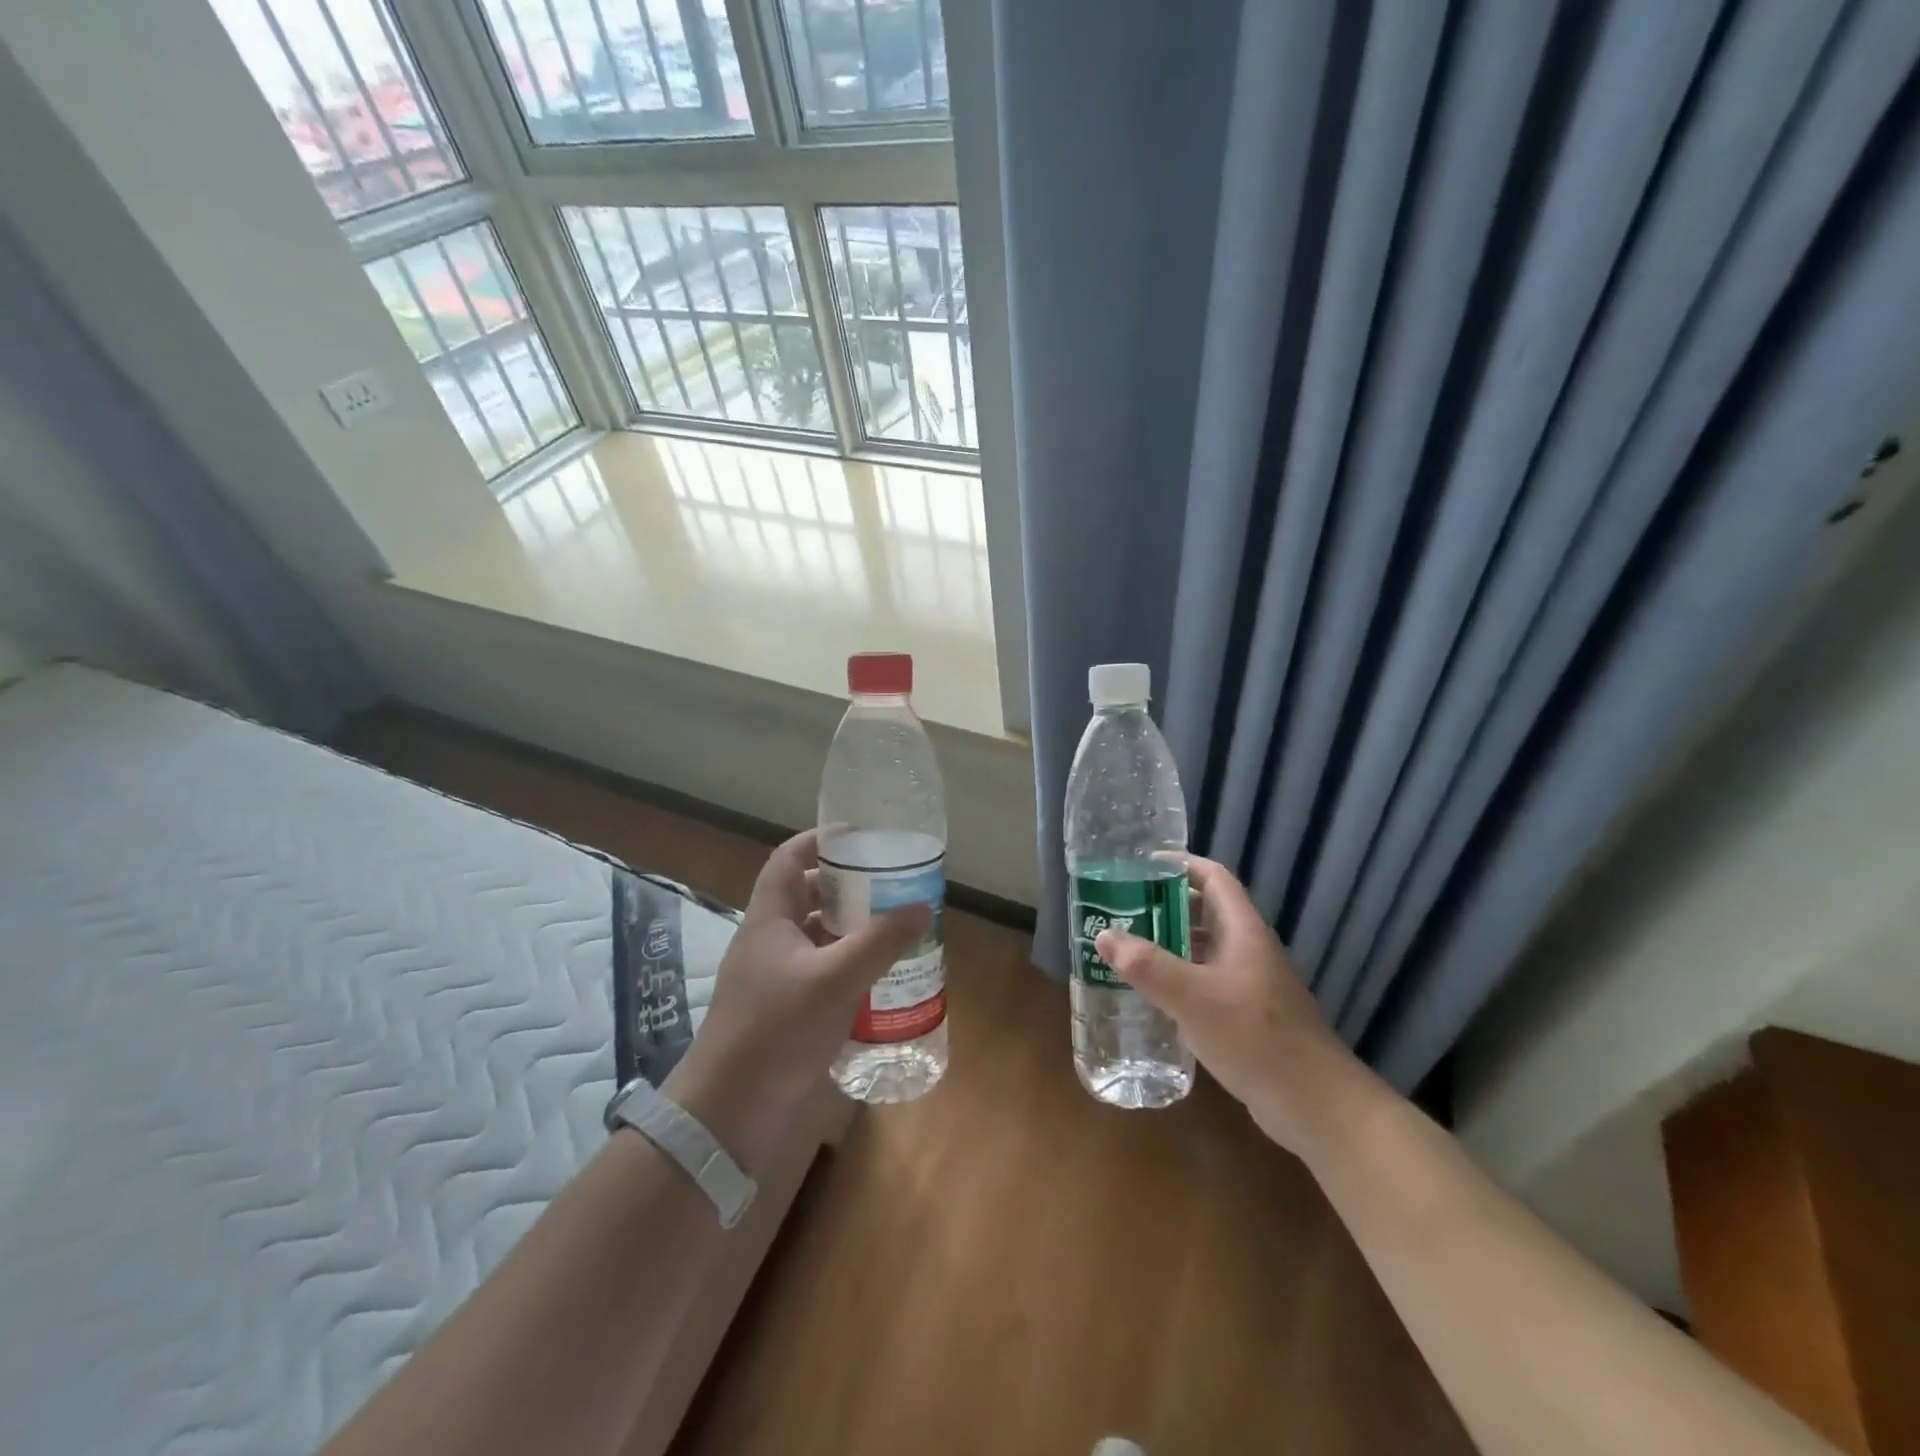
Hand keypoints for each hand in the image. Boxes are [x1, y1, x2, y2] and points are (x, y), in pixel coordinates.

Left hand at [664, 830, 929, 1173]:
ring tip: (895, 928)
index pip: (789, 859)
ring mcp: (775, 979)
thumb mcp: (834, 979)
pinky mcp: (785, 1012)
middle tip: (892, 885)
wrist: (729, 1114)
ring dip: (852, 931)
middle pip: (807, 897)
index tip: (861, 837)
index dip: (820, 840)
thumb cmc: (776, 1031)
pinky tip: (881, 980)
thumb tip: (922, 907)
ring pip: (817, 939)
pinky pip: (821, 975)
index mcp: (769, 919)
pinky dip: (849, 969)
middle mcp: (770, 942)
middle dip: (848, 888)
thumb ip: (879, 942)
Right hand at [1094, 856, 1360, 1153]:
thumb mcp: (1193, 998)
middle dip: (1164, 906)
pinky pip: (1206, 983)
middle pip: (1205, 912)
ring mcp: (1250, 984)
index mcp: (1243, 931)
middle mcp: (1248, 950)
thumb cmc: (1255, 1038)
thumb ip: (1147, 966)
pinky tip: (1152, 996)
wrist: (1315, 1105)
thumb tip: (1103, 935)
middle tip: (1121, 909)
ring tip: (1126, 948)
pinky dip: (1178, 980)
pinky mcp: (1247, 1016)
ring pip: (1204, 950)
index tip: (1140, 866)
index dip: (1181, 864)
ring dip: (1169, 945)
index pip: (1214, 878)